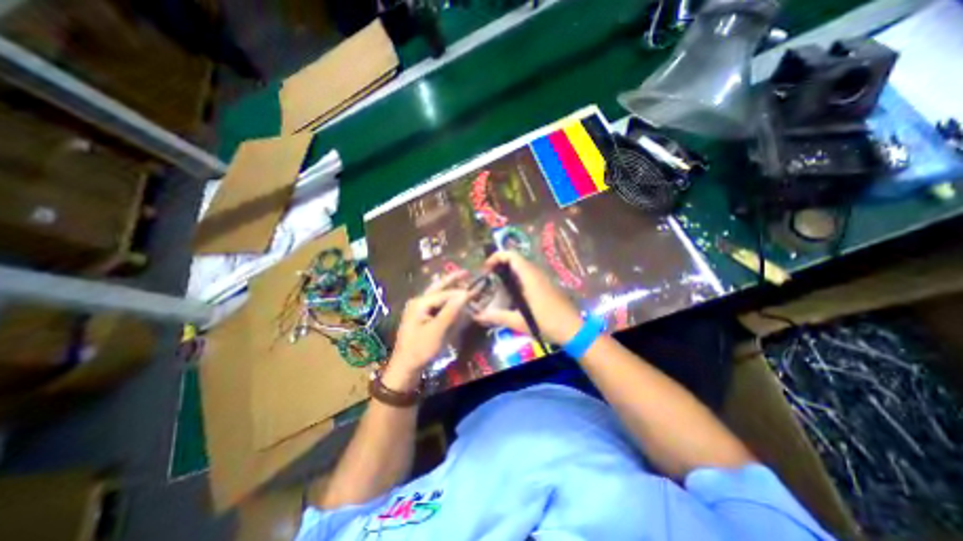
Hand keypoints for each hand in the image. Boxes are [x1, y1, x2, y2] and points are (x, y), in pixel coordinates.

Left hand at [387, 271, 470, 383]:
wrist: (405, 367)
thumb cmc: (421, 348)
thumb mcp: (437, 330)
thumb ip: (451, 311)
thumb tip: (465, 294)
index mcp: (420, 302)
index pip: (445, 293)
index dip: (461, 292)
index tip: (476, 291)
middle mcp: (419, 302)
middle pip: (438, 287)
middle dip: (452, 280)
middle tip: (466, 272)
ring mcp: (419, 310)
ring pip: (437, 295)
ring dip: (450, 288)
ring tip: (462, 281)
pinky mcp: (422, 318)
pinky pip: (436, 304)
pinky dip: (446, 300)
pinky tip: (454, 299)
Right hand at [474, 251, 577, 344]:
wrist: (574, 330)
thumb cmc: (547, 324)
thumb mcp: (519, 322)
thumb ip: (498, 317)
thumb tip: (478, 316)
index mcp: (530, 278)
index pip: (512, 256)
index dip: (497, 256)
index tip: (486, 268)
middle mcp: (537, 274)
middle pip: (516, 259)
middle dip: (500, 264)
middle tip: (488, 277)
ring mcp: (543, 279)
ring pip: (523, 267)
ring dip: (508, 270)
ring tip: (496, 284)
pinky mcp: (546, 285)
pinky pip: (529, 275)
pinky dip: (517, 277)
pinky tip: (512, 293)